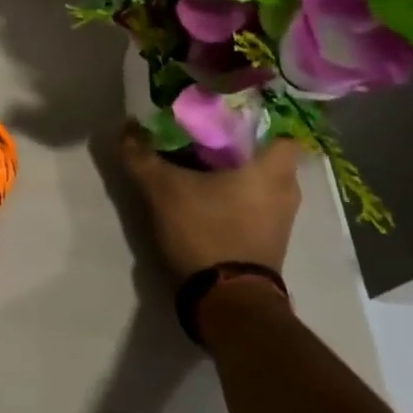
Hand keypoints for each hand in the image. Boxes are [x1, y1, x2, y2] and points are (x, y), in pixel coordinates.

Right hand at [119, 124, 302, 286]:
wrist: (227, 302)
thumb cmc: (206, 231)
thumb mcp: (163, 189)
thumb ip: (141, 155)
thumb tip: (126, 126)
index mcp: (272, 169)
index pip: (281, 127)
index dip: (256, 115)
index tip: (224, 110)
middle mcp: (287, 190)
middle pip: (266, 152)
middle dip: (238, 142)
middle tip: (203, 131)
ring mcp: (281, 218)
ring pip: (261, 179)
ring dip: (237, 170)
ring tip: (200, 159)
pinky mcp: (270, 240)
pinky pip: (257, 202)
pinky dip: (237, 194)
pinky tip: (207, 191)